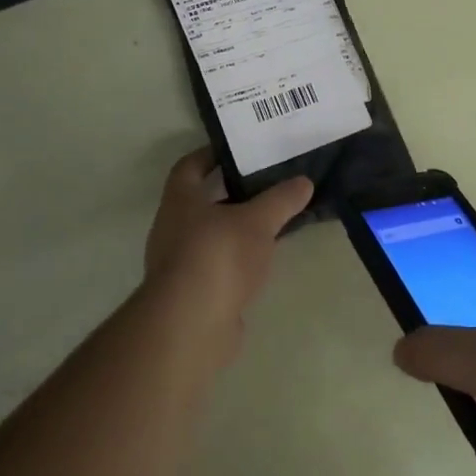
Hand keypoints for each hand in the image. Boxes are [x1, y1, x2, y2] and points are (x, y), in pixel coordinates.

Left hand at [143, 149, 312, 352]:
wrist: (190, 325)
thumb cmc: (218, 255)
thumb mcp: (258, 221)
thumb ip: (281, 200)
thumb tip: (304, 181)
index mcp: (180, 200)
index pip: (190, 166)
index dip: (211, 154)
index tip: (239, 150)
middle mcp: (172, 227)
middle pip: (201, 201)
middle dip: (230, 192)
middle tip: (266, 184)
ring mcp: (178, 263)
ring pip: (210, 235)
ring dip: (235, 228)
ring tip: (271, 222)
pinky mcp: (191, 294)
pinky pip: (216, 265)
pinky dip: (236, 259)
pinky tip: (261, 261)